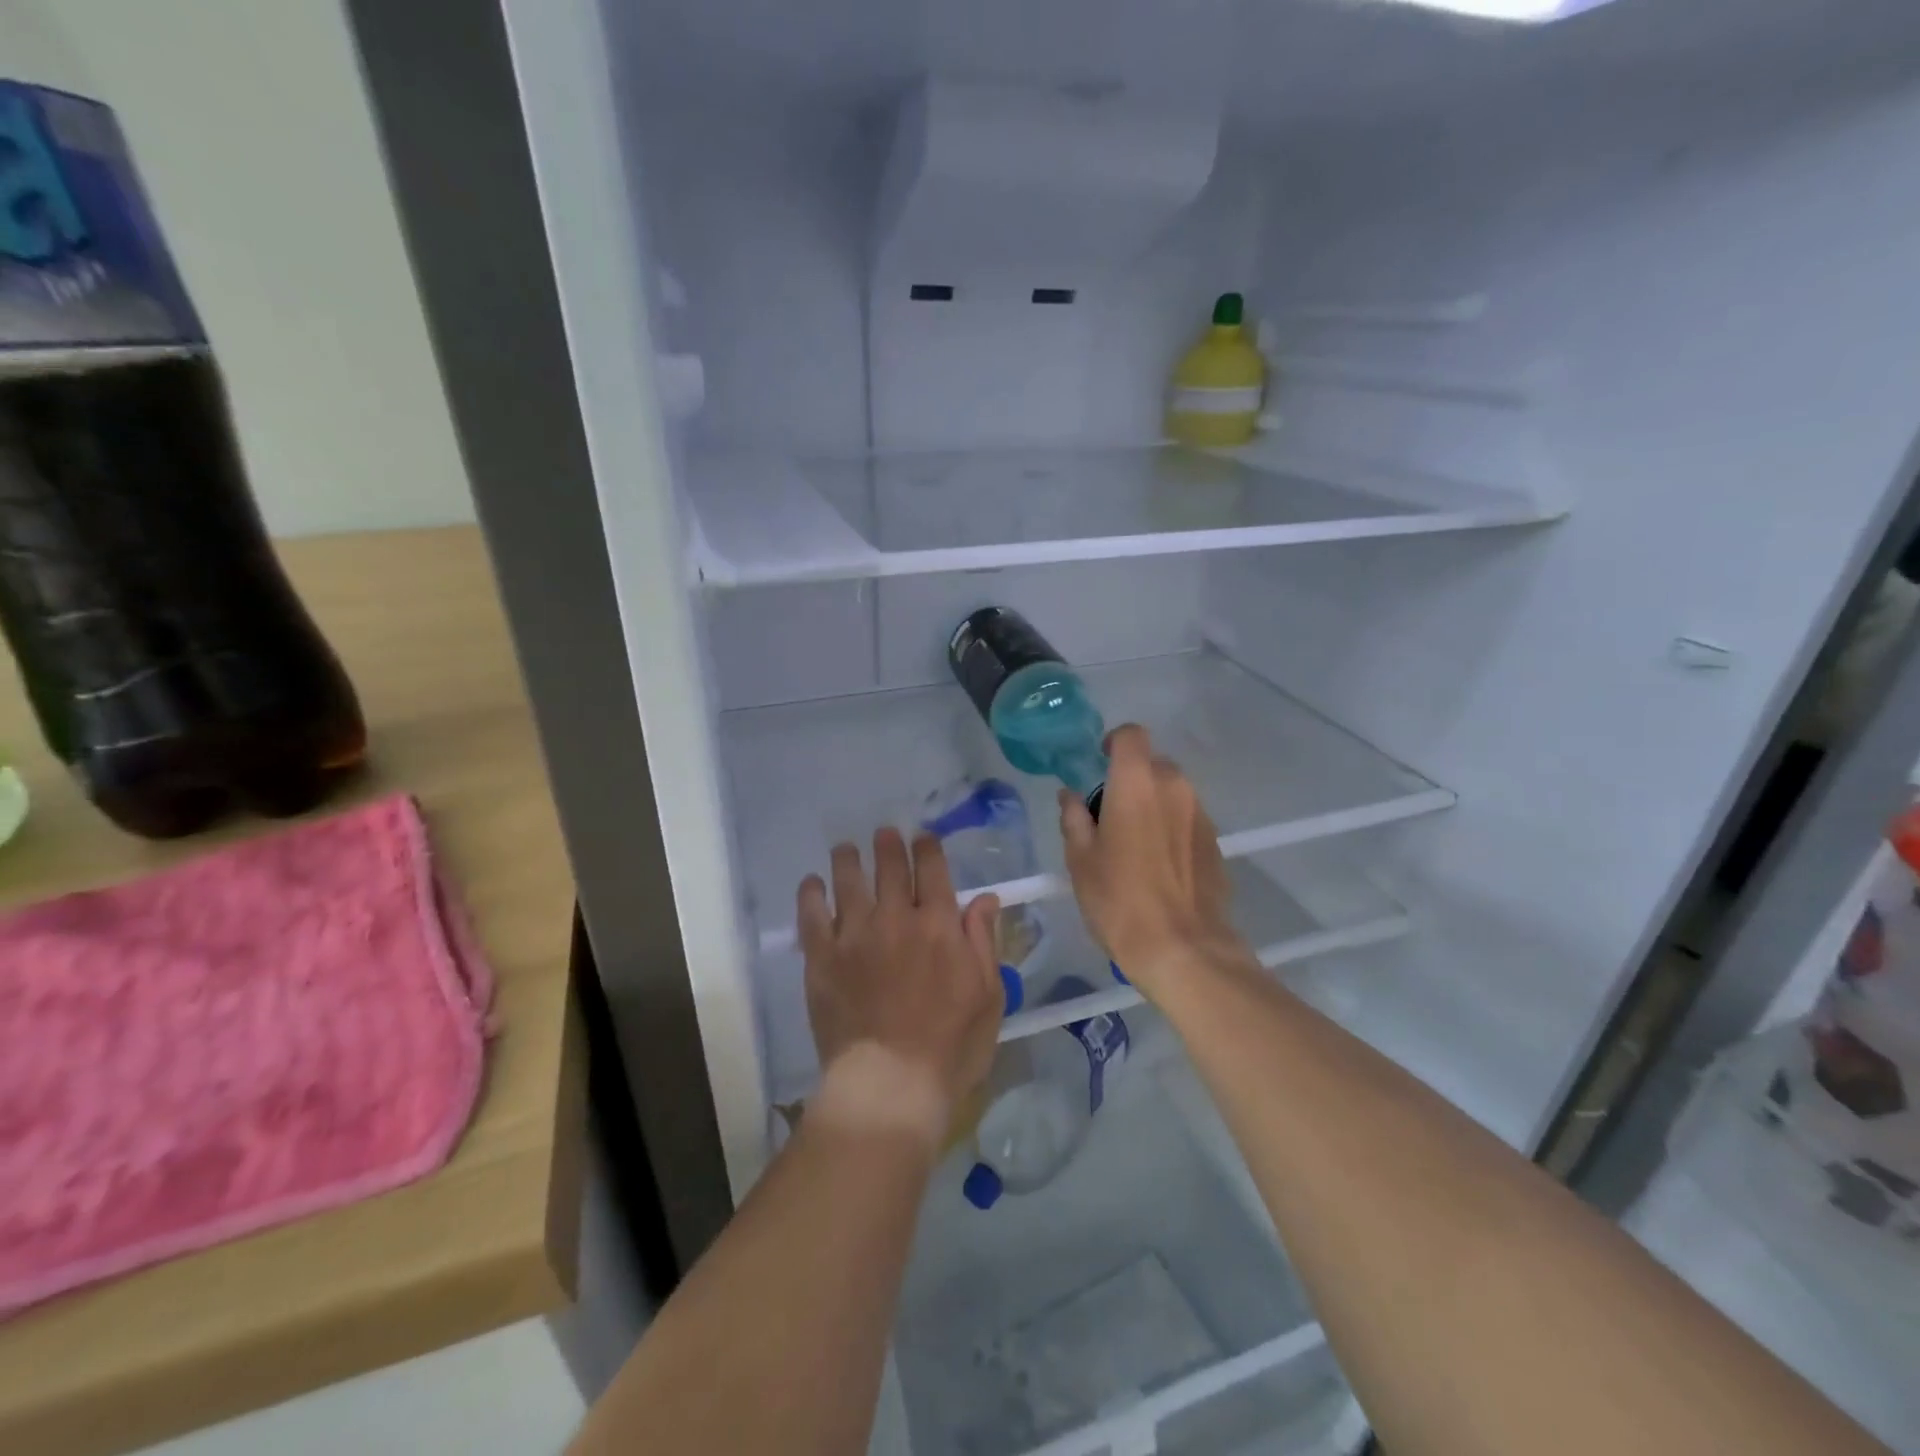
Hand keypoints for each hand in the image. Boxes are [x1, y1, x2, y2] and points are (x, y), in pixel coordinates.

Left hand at [797, 828, 1002, 1143]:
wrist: (889, 1085)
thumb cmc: (950, 1047)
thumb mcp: (987, 995)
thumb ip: (983, 941)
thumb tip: (984, 898)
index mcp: (938, 924)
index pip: (932, 868)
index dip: (927, 847)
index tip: (923, 838)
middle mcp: (894, 917)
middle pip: (889, 865)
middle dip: (888, 844)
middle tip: (884, 834)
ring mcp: (853, 935)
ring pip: (848, 880)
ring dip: (848, 859)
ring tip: (846, 849)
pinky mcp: (821, 958)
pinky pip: (811, 914)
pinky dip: (811, 894)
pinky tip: (812, 884)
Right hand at [1059, 724, 1240, 999]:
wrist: (1183, 949)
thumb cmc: (1120, 900)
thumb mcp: (1080, 860)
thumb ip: (1074, 818)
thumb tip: (1070, 796)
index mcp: (1137, 783)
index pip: (1131, 735)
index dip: (1114, 742)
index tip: (1100, 763)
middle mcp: (1174, 787)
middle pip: (1152, 764)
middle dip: (1131, 779)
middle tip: (1110, 815)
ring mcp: (1201, 814)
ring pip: (1172, 792)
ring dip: (1153, 804)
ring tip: (1135, 844)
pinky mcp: (1216, 841)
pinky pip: (1188, 818)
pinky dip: (1172, 827)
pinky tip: (1159, 865)